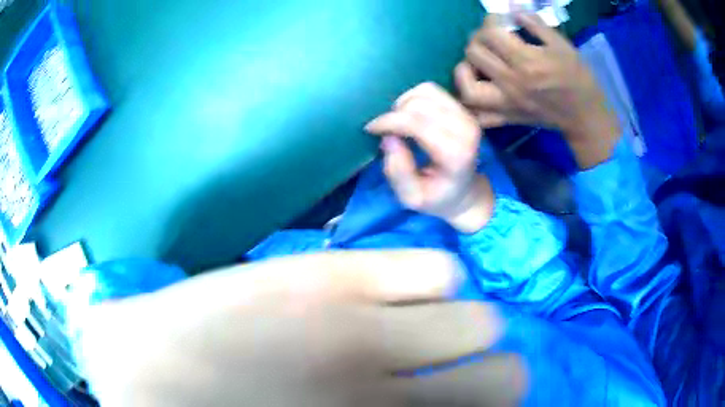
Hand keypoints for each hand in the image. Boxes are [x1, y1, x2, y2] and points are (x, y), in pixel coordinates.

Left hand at [76, 250, 525, 405]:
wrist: (146, 370)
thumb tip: (440, 402)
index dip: (495, 406)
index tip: (476, 402)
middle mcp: (391, 394)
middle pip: (510, 372)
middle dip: (496, 372)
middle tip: (459, 373)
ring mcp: (363, 328)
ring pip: (479, 316)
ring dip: (462, 328)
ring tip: (422, 332)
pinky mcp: (332, 276)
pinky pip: (435, 269)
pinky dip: (430, 282)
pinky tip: (394, 293)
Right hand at [365, 83, 494, 232]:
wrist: (465, 192)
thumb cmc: (436, 198)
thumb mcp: (411, 198)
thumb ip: (398, 172)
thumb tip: (388, 138)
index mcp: (455, 154)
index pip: (416, 123)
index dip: (388, 121)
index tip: (371, 130)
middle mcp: (465, 130)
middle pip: (419, 104)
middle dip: (394, 114)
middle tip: (384, 130)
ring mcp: (467, 116)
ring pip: (425, 91)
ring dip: (403, 103)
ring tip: (396, 122)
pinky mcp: (463, 109)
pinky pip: (432, 90)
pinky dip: (414, 97)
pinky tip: (409, 114)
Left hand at [456, 14, 620, 168]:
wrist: (585, 115)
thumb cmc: (577, 77)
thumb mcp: (561, 44)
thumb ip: (535, 24)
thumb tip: (512, 9)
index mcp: (526, 61)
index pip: (490, 33)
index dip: (491, 20)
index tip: (500, 20)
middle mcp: (511, 82)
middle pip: (474, 53)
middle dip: (478, 38)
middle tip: (489, 38)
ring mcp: (507, 104)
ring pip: (468, 88)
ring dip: (465, 71)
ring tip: (476, 63)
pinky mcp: (508, 119)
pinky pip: (479, 117)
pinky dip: (472, 104)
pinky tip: (479, 89)